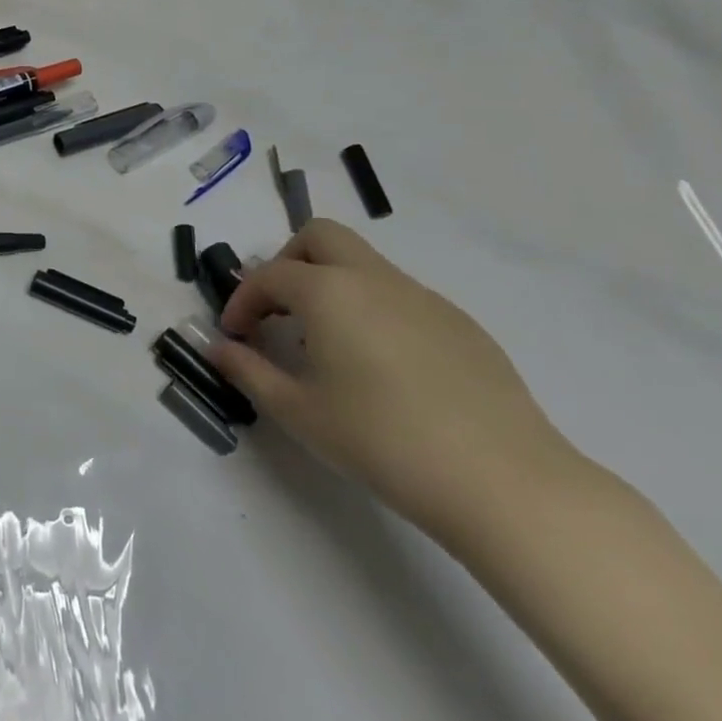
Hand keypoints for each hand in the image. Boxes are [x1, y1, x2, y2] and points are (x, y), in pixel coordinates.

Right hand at [207, 219, 575, 537]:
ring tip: (327, 345)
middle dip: (288, 262)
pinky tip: (384, 368)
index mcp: (329, 292)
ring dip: (331, 285)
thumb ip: (249, 371)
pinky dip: (373, 310)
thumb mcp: (299, 413)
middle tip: (279, 312)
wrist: (505, 484)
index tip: (235, 335)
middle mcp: (374, 279)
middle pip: (320, 236)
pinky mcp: (461, 324)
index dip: (242, 300)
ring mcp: (423, 297)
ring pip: (363, 263)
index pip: (269, 275)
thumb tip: (216, 348)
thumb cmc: (383, 442)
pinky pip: (400, 296)